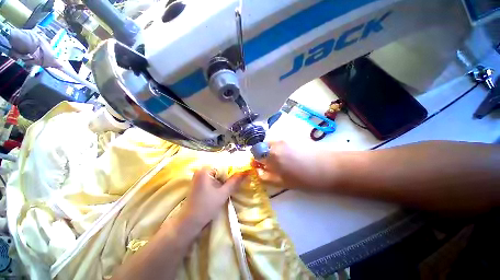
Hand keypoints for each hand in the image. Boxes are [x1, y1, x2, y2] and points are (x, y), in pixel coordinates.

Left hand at [181, 167, 247, 229]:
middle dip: (230, 172)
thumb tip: (246, 172)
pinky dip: (220, 180)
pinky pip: (213, 177)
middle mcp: (201, 170)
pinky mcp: (200, 182)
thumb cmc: (206, 207)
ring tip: (236, 180)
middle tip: (241, 176)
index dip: (234, 167)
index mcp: (205, 170)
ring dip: (226, 177)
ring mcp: (199, 176)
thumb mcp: (223, 193)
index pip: (223, 163)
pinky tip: (226, 185)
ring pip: (217, 173)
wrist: (189, 222)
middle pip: (220, 167)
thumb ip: (235, 181)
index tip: (243, 171)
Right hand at [252, 141, 335, 189]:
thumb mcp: (282, 182)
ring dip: (273, 150)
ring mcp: (286, 138)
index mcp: (271, 154)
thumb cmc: (305, 179)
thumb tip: (257, 170)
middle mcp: (276, 143)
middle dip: (264, 154)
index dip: (256, 159)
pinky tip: (292, 155)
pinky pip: (281, 141)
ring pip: (272, 143)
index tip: (261, 165)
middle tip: (273, 164)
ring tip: (284, 160)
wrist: (330, 168)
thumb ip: (265, 176)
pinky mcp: (294, 137)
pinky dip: (281, 148)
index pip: (255, 152)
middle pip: (263, 146)